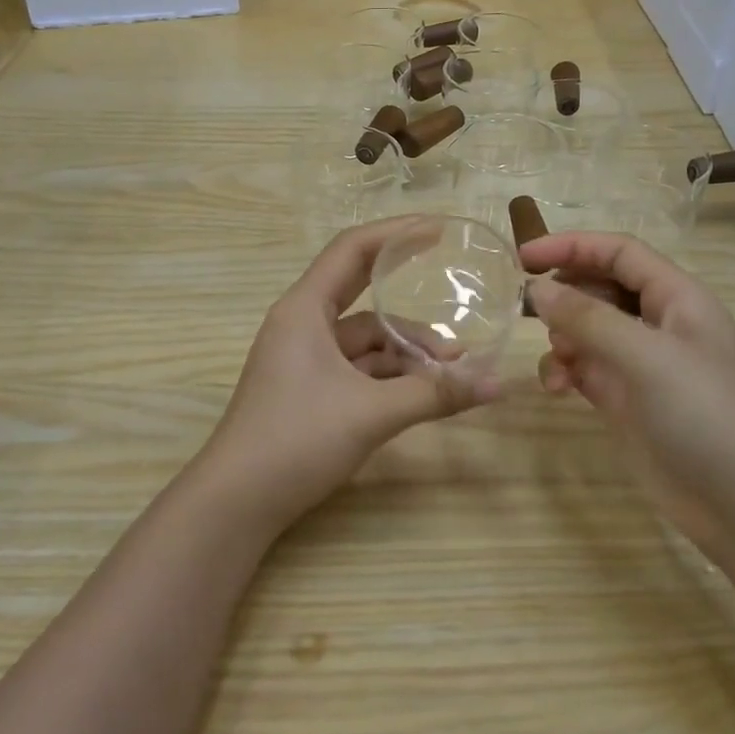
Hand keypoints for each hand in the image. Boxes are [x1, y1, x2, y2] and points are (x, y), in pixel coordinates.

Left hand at [199, 219, 500, 531]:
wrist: (237, 503)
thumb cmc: (296, 439)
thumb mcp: (371, 413)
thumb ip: (434, 395)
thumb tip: (497, 384)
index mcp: (304, 309)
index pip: (352, 249)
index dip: (396, 233)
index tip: (439, 230)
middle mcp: (302, 324)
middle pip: (362, 292)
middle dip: (408, 295)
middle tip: (454, 291)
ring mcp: (304, 359)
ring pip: (365, 340)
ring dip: (406, 351)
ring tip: (453, 368)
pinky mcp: (309, 389)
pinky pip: (358, 368)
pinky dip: (390, 375)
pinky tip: (424, 390)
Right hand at [523, 232, 734, 550]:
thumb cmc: (707, 415)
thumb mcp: (647, 357)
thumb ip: (588, 318)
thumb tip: (537, 288)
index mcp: (677, 298)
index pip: (618, 252)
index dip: (571, 246)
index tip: (522, 258)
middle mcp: (659, 324)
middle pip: (601, 287)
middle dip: (563, 293)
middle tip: (524, 308)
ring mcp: (643, 365)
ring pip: (588, 330)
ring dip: (562, 337)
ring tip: (556, 361)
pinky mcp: (627, 401)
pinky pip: (585, 368)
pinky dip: (565, 370)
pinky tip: (557, 389)